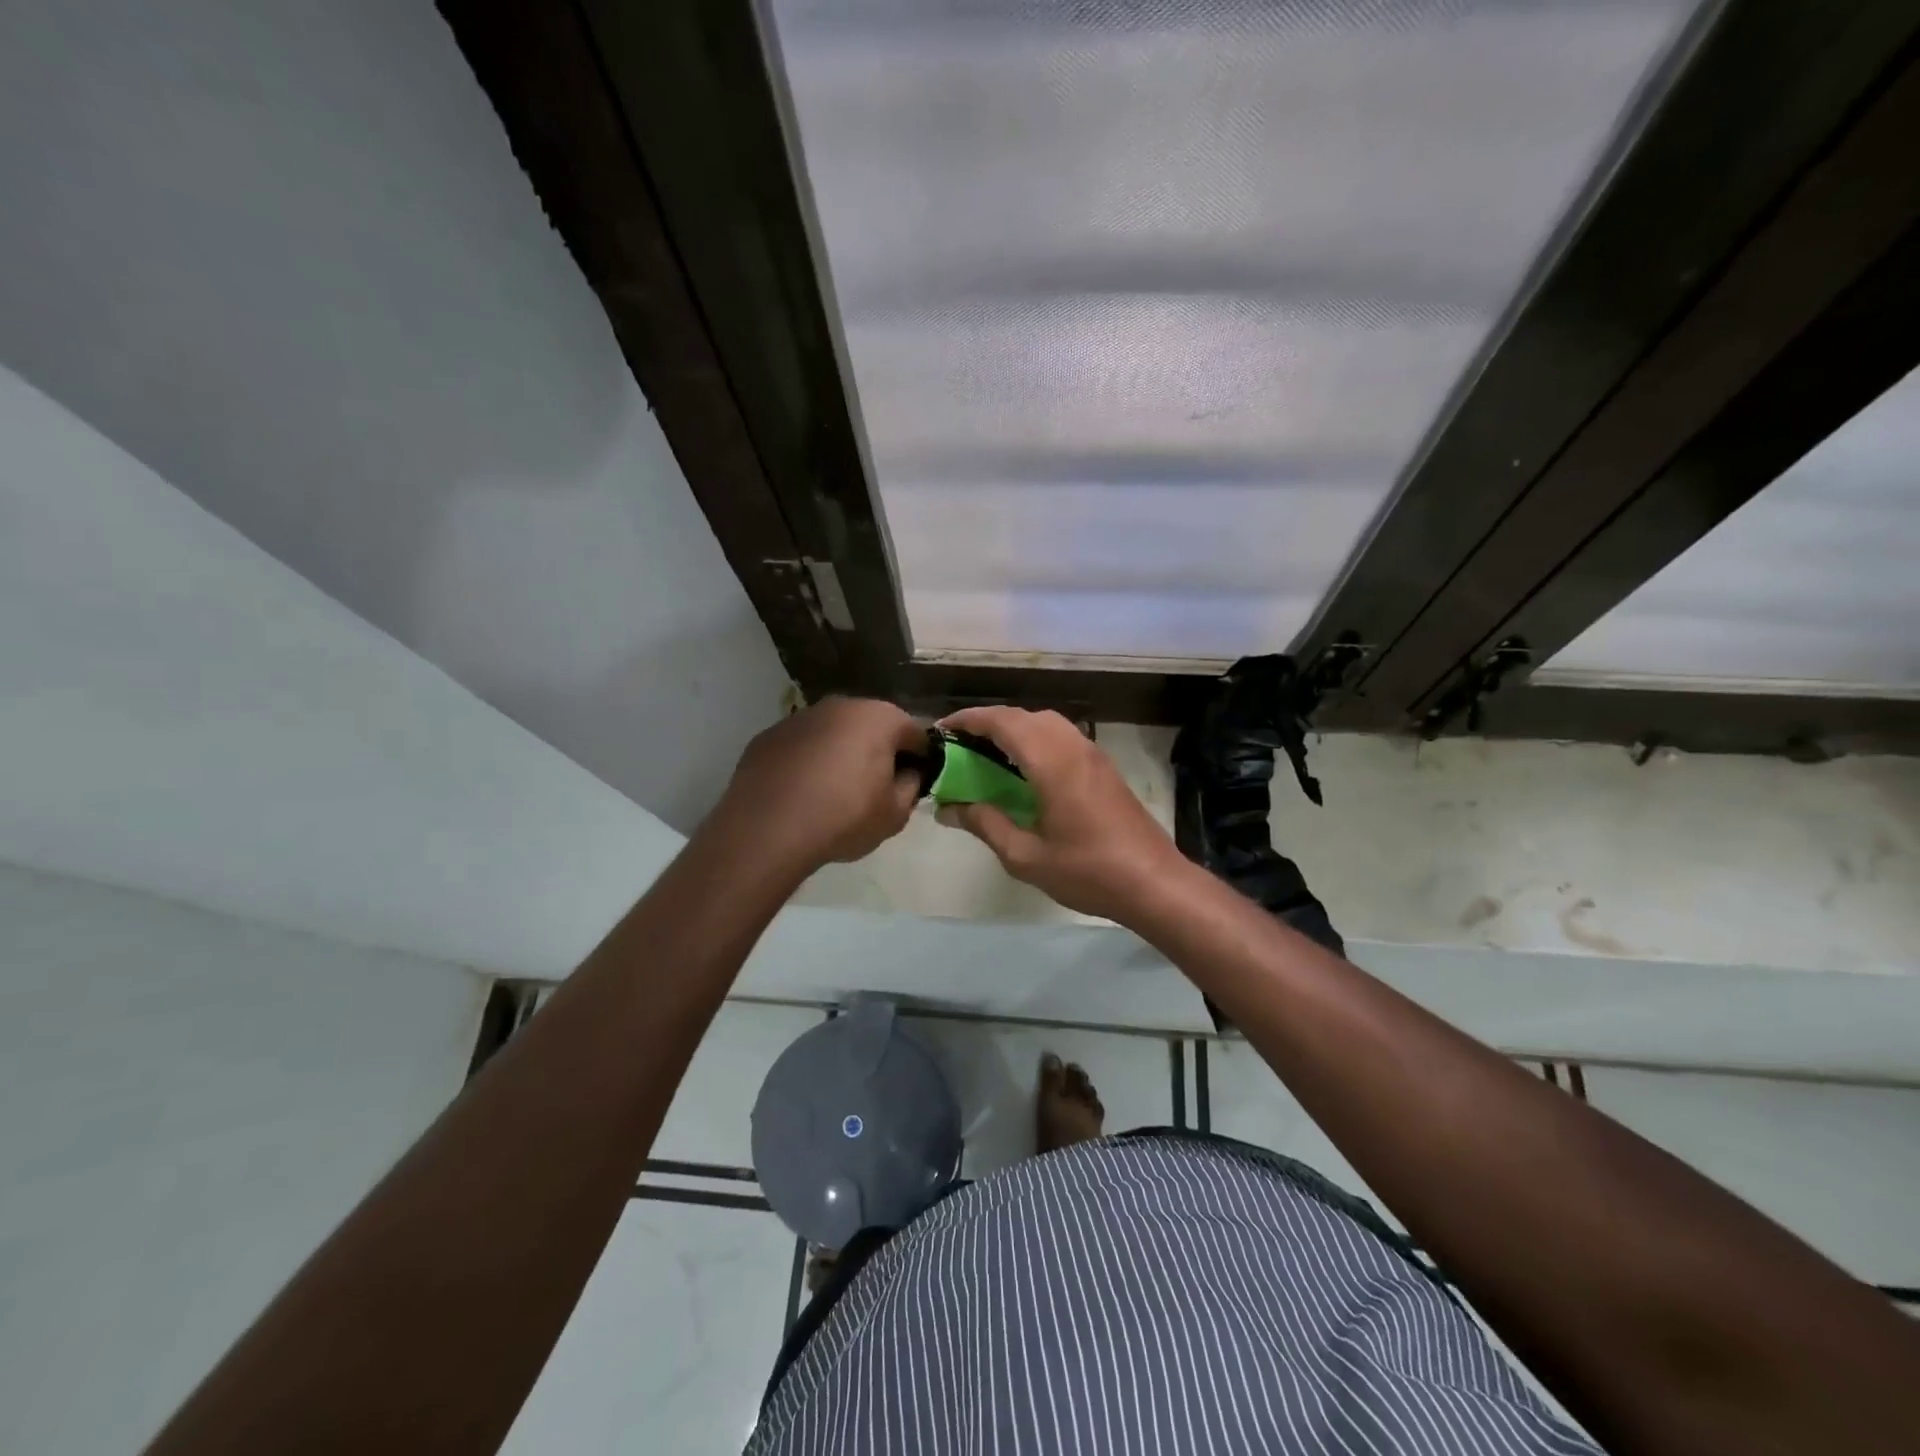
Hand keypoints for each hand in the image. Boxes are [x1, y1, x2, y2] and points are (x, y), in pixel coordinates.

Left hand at [714, 696, 925, 872]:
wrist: (767, 829)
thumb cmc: (843, 817)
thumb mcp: (894, 814)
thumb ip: (911, 787)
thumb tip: (908, 775)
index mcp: (880, 718)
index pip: (915, 734)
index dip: (920, 760)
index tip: (913, 784)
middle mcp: (841, 705)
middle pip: (873, 726)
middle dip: (879, 752)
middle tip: (875, 789)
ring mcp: (801, 717)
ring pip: (834, 733)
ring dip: (841, 754)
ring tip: (834, 793)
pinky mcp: (769, 735)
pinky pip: (802, 746)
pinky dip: (808, 761)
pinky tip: (802, 792)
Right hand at [933, 706, 1190, 922]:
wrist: (1154, 883)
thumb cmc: (1088, 872)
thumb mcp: (1025, 856)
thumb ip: (985, 824)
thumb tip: (948, 809)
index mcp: (1051, 762)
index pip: (1002, 721)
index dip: (968, 719)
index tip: (941, 730)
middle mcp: (1072, 746)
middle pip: (1023, 716)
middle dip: (988, 722)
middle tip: (960, 745)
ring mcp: (1092, 754)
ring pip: (1046, 722)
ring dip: (1014, 728)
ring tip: (988, 754)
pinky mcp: (1104, 767)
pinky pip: (1062, 736)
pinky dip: (1035, 739)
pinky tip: (1024, 770)